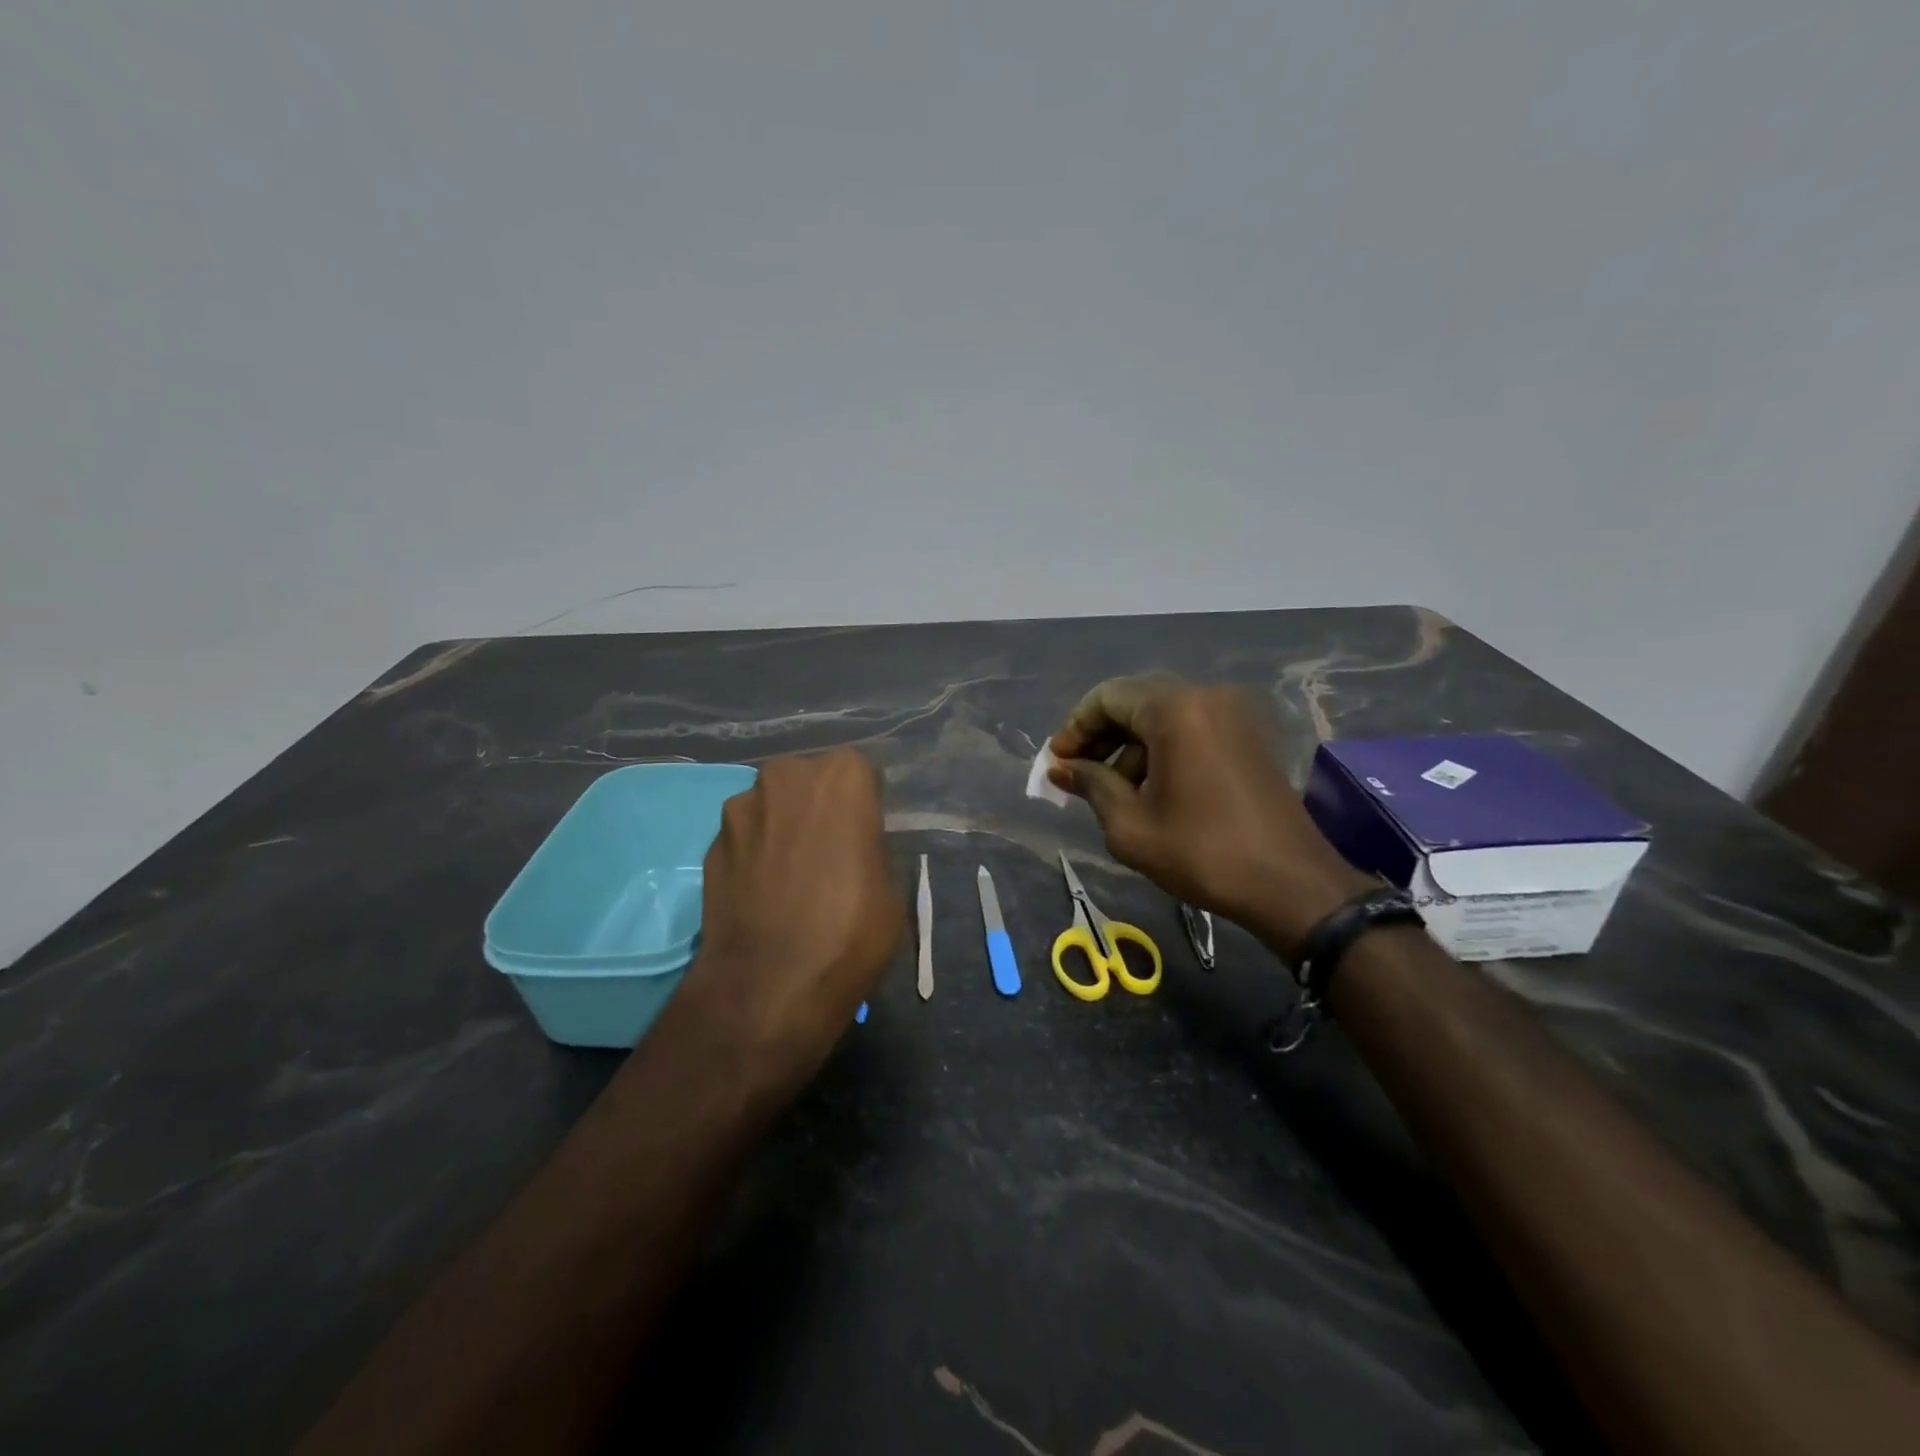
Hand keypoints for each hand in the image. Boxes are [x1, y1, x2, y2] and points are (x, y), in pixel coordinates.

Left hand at [678, 750, 903, 1095]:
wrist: (768, 987)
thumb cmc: (849, 932)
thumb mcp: (890, 889)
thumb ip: (871, 848)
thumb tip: (855, 846)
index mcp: (842, 777)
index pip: (859, 774)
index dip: (863, 806)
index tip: (864, 837)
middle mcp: (786, 776)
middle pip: (809, 781)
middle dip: (818, 807)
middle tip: (829, 852)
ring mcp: (741, 808)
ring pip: (773, 806)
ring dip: (782, 827)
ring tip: (790, 877)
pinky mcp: (709, 842)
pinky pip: (744, 837)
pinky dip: (754, 854)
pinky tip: (762, 893)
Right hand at [1048, 676, 1369, 954]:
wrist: (1291, 885)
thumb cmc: (1203, 853)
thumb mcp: (1130, 826)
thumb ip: (1091, 785)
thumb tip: (1060, 767)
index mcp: (1176, 710)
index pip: (1108, 697)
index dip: (1076, 727)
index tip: (1058, 761)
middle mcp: (1207, 696)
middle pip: (1136, 699)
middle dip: (1102, 734)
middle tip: (1078, 773)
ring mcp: (1234, 713)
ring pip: (1164, 713)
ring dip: (1132, 744)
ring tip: (1114, 790)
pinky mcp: (1249, 734)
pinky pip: (1192, 726)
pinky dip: (1163, 747)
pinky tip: (1151, 787)